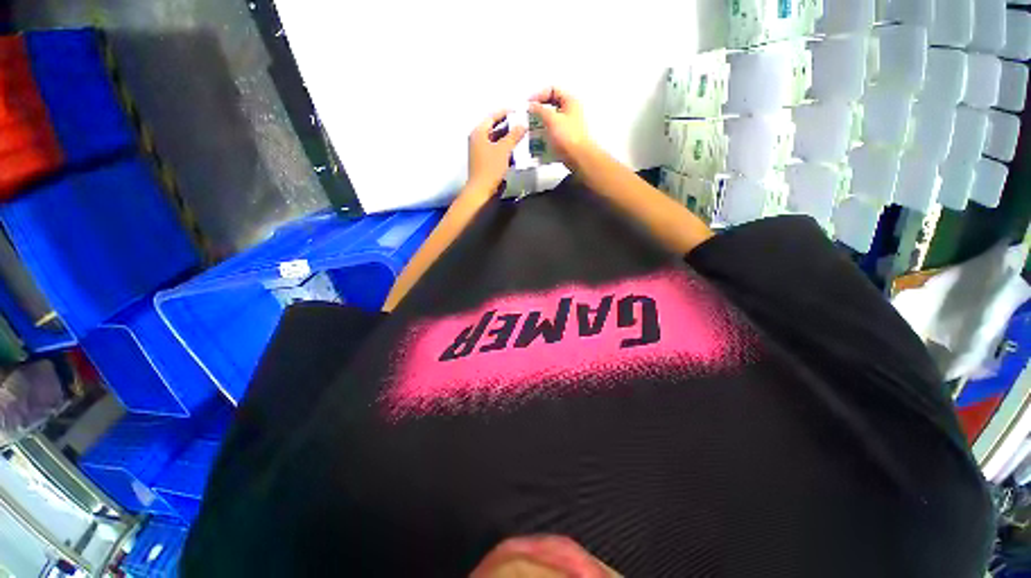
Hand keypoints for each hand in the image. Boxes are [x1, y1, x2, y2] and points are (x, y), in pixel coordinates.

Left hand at [467, 110, 526, 194]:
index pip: (492, 116)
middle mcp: (477, 139)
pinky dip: (504, 148)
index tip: (518, 110)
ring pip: (495, 139)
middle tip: (522, 122)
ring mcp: (480, 151)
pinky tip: (515, 150)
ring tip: (521, 135)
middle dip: (508, 125)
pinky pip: (496, 150)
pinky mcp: (484, 162)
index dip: (505, 112)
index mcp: (478, 132)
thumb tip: (523, 123)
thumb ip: (514, 135)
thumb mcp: (504, 149)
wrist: (481, 191)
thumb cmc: (490, 168)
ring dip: (507, 137)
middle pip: (493, 127)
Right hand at [529, 87, 592, 169]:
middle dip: (538, 111)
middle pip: (551, 105)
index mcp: (570, 100)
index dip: (538, 95)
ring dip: (539, 124)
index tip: (528, 105)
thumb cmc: (567, 137)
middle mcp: (571, 110)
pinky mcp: (566, 138)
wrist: (579, 159)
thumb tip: (531, 105)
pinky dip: (544, 135)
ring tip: (531, 131)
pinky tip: (537, 141)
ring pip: (550, 120)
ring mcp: (569, 125)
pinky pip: (552, 133)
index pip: (552, 89)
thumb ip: (539, 109)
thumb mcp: (551, 119)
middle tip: (528, 118)